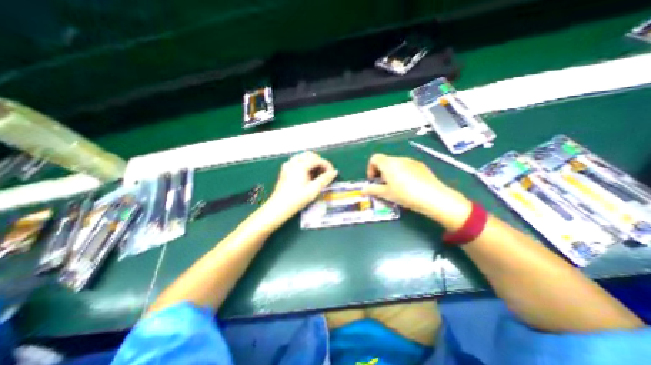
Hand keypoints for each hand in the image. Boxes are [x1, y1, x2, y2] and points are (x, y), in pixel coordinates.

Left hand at [263, 150, 337, 222]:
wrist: (278, 208)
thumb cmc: (297, 199)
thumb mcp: (313, 189)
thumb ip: (325, 179)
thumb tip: (334, 172)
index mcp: (300, 165)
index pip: (318, 160)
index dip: (327, 165)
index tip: (333, 173)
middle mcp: (293, 162)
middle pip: (310, 155)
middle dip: (320, 162)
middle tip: (326, 173)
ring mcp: (287, 165)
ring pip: (303, 157)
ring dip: (312, 163)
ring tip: (317, 174)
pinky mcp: (285, 170)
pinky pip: (296, 162)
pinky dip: (304, 165)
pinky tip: (307, 174)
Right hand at [365, 153, 469, 229]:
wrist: (433, 197)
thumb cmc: (405, 194)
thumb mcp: (386, 194)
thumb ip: (372, 190)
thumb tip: (363, 190)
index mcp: (388, 163)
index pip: (374, 159)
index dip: (370, 169)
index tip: (373, 180)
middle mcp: (399, 159)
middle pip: (385, 161)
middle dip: (380, 172)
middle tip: (384, 186)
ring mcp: (411, 161)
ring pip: (396, 164)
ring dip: (391, 173)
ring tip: (396, 187)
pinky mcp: (421, 166)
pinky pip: (406, 166)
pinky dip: (402, 173)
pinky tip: (409, 186)